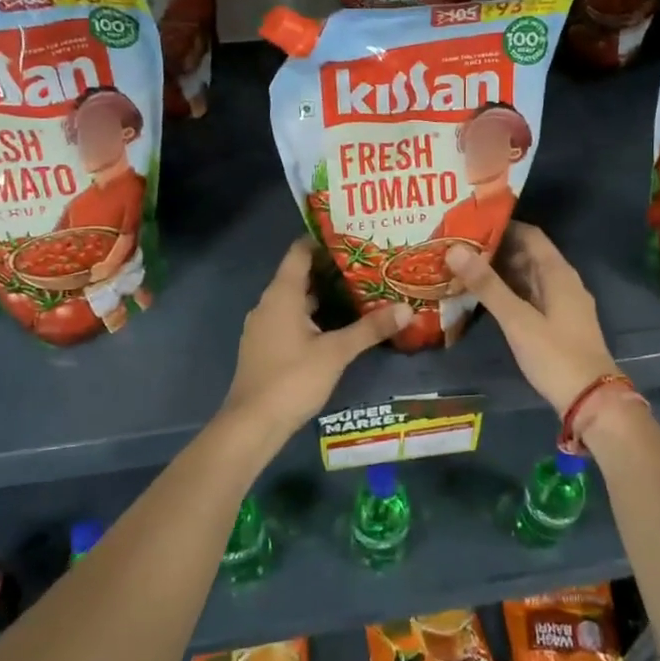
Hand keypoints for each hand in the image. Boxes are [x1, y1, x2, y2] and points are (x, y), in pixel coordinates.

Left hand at [218, 239, 409, 445]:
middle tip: (367, 265)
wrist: (252, 424)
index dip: (324, 241)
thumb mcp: (337, 353)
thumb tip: (407, 309)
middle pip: (300, 275)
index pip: (300, 252)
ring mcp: (264, 326)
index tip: (353, 236)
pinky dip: (312, 316)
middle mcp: (268, 304)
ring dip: (323, 295)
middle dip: (331, 270)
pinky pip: (290, 319)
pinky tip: (336, 326)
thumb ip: (370, 329)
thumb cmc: (292, 379)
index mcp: (281, 294)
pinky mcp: (265, 347)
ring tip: (358, 292)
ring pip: (296, 300)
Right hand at [445, 223, 620, 415]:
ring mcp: (562, 304)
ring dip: (501, 271)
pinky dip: (509, 291)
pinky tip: (485, 297)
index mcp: (558, 274)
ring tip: (465, 267)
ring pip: (528, 277)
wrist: (591, 400)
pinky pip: (530, 296)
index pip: (530, 235)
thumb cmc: (555, 355)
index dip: (502, 226)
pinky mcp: (558, 323)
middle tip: (459, 246)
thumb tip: (455, 250)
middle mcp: (563, 282)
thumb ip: (487, 285)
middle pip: (528, 254)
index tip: (470, 224)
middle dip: (496, 249)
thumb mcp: (517, 319)